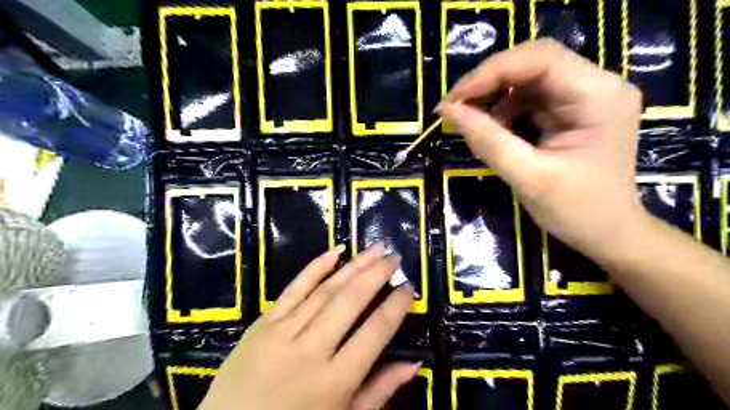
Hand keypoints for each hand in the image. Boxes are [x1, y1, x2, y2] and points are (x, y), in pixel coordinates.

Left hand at [198, 243, 415, 409]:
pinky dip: (316, 267)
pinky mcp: (263, 322)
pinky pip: (294, 288)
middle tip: (394, 256)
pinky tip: (336, 251)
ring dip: (354, 265)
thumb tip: (413, 364)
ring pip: (326, 290)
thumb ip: (379, 391)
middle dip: (376, 274)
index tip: (408, 287)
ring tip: (374, 248)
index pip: (375, 332)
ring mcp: (283, 332)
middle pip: (350, 302)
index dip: (395, 306)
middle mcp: (312, 350)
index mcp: (335, 381)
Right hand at [435, 39, 640, 255]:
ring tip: (469, 124)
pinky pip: (529, 99)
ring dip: (492, 98)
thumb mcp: (528, 177)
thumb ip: (488, 141)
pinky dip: (503, 112)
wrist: (608, 234)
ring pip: (527, 79)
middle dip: (487, 83)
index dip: (489, 74)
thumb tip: (448, 112)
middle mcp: (596, 85)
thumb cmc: (577, 211)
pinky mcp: (571, 112)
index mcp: (598, 96)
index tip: (452, 102)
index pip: (538, 59)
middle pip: (531, 63)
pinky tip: (490, 131)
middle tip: (453, 109)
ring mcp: (583, 97)